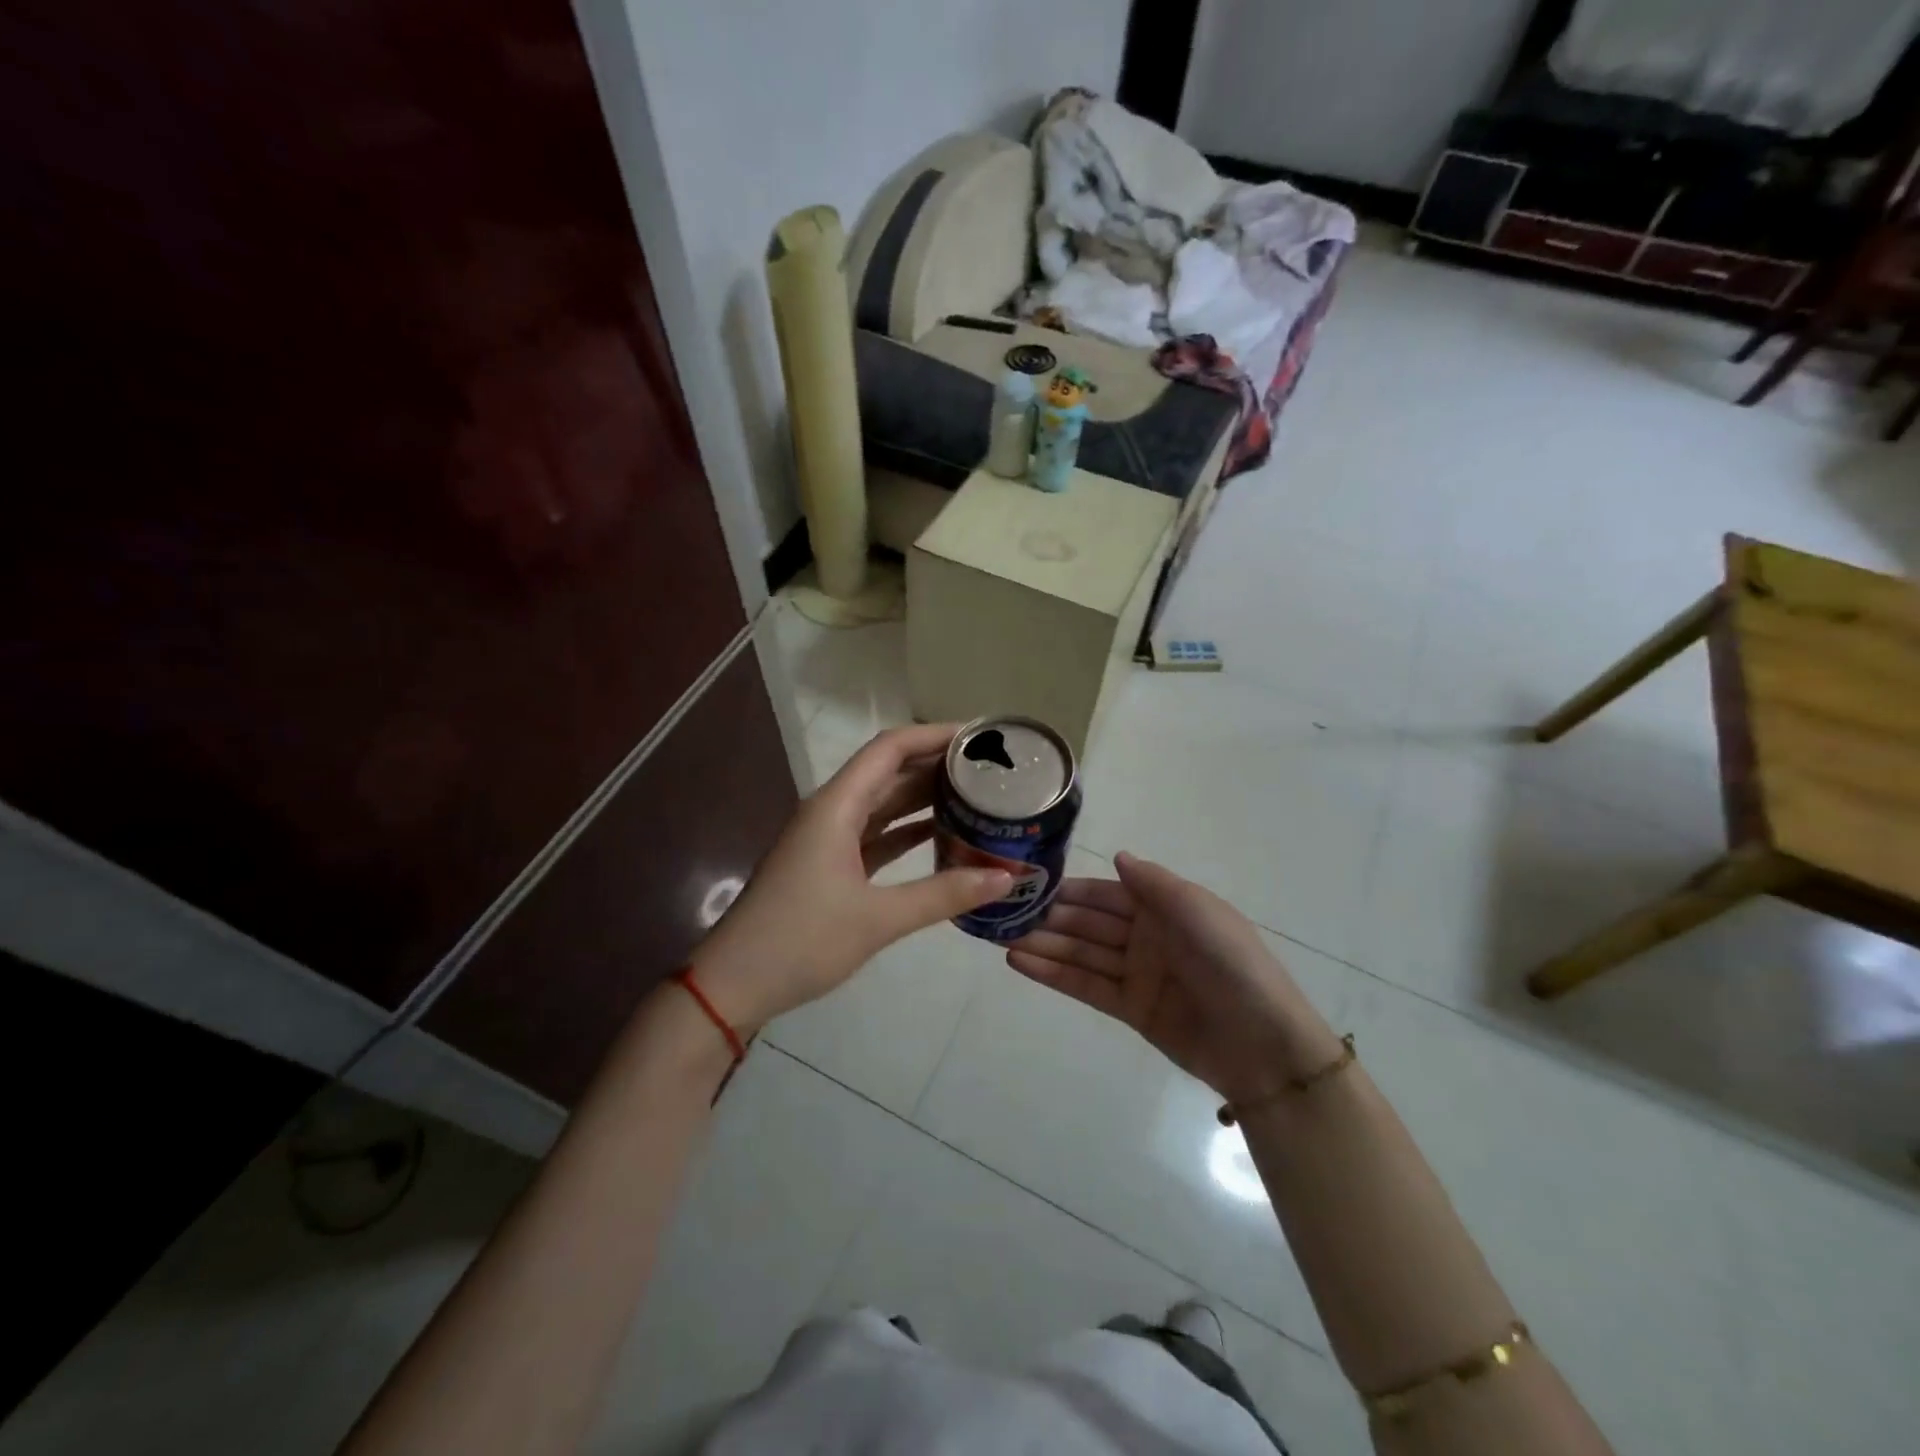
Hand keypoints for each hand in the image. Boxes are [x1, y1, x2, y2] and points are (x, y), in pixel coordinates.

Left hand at [691, 724, 1011, 1031]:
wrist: (734, 984)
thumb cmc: (800, 941)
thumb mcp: (878, 919)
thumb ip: (944, 895)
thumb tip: (1006, 876)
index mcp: (836, 806)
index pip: (890, 749)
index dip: (934, 735)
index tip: (980, 737)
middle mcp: (831, 811)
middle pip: (889, 771)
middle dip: (936, 765)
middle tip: (991, 768)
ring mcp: (828, 839)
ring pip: (883, 803)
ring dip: (924, 797)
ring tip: (976, 794)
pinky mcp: (829, 865)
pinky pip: (875, 834)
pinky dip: (908, 831)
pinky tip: (943, 835)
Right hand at [1007, 852, 1342, 1101]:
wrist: (1263, 1044)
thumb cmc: (1231, 963)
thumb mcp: (1196, 910)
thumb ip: (1153, 883)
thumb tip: (1117, 855)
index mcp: (1164, 907)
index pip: (1106, 893)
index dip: (1070, 890)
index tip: (1028, 884)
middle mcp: (1146, 936)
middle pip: (1088, 924)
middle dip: (1048, 918)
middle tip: (1001, 914)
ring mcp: (1137, 973)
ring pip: (1081, 954)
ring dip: (1043, 945)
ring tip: (999, 938)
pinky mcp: (1130, 1009)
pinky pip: (1086, 986)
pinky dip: (1053, 975)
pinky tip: (1020, 963)